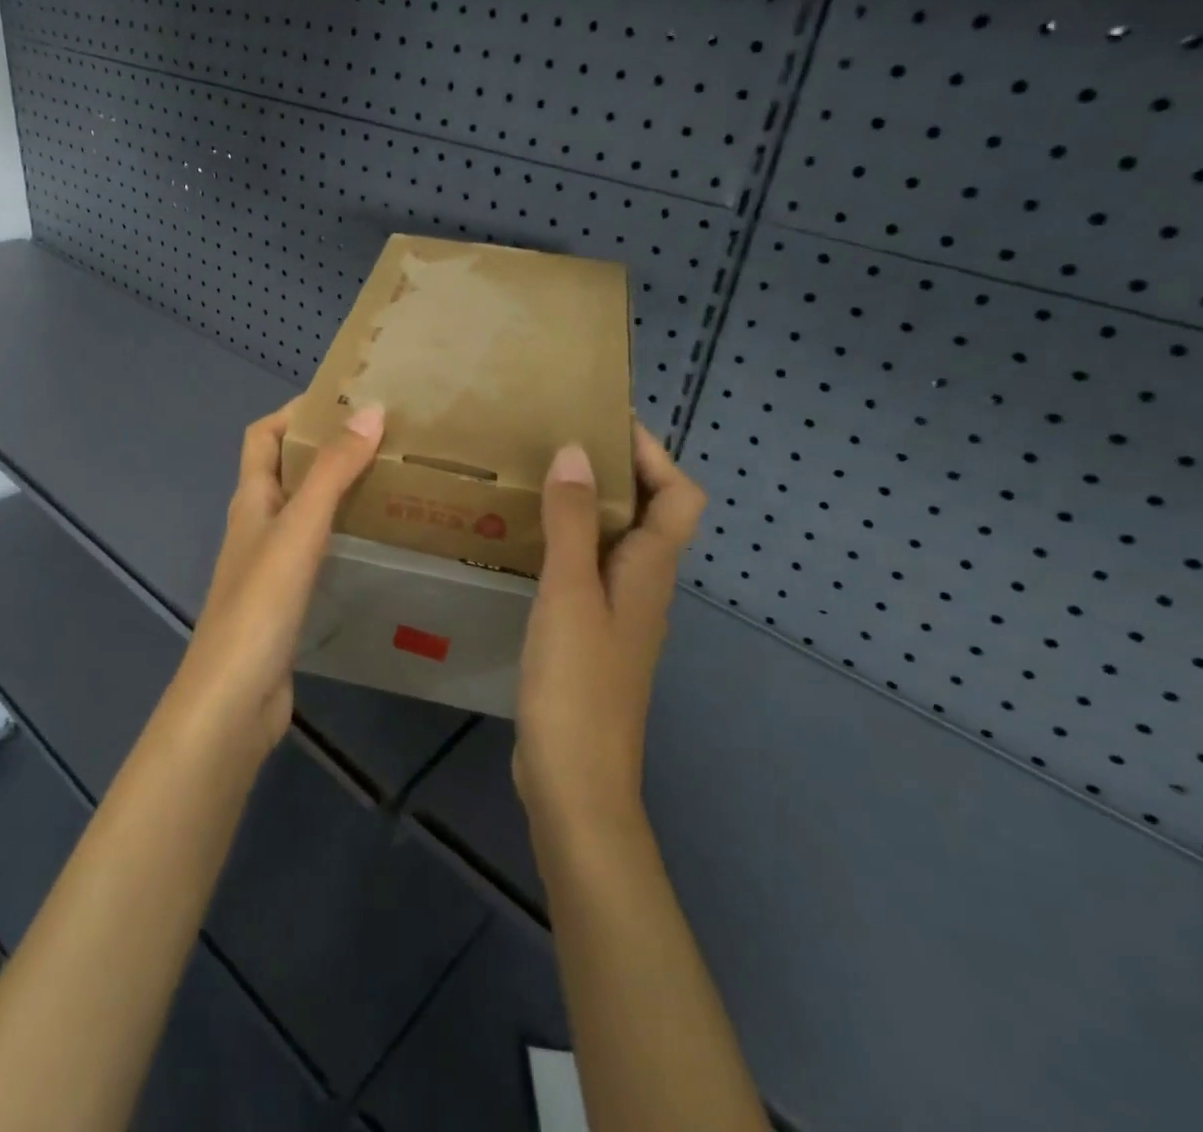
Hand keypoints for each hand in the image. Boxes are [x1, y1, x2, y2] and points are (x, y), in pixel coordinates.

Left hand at [169, 400, 385, 755]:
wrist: (234, 697)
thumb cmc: (261, 604)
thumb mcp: (300, 528)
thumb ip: (334, 472)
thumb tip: (370, 410)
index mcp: (251, 499)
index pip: (262, 435)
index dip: (295, 412)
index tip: (345, 401)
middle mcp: (256, 524)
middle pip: (285, 469)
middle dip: (326, 447)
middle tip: (383, 438)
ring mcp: (269, 564)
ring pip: (303, 510)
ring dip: (336, 489)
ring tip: (389, 479)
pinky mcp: (285, 598)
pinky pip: (315, 548)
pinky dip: (340, 532)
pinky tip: (373, 541)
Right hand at [513, 423, 707, 832]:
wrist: (575, 782)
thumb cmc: (577, 684)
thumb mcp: (569, 593)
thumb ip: (573, 522)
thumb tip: (577, 451)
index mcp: (652, 570)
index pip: (680, 494)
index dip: (654, 453)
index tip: (604, 420)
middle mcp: (644, 585)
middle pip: (649, 512)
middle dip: (614, 471)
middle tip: (555, 441)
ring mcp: (618, 613)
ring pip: (614, 541)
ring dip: (586, 506)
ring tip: (534, 479)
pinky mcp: (590, 635)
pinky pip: (586, 569)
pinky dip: (565, 543)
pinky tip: (522, 542)